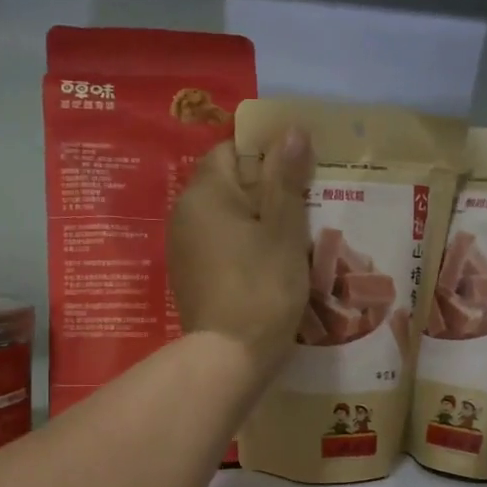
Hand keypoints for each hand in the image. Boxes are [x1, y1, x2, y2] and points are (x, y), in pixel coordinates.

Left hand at [168, 129, 312, 375]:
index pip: (232, 150)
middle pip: (228, 184)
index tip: (298, 177)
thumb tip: (291, 130)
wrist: (229, 357)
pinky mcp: (189, 276)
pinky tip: (267, 268)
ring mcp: (183, 247)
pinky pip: (218, 246)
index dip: (266, 156)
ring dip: (255, 223)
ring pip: (225, 218)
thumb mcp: (283, 229)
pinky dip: (241, 248)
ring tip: (290, 242)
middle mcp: (184, 213)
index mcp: (205, 193)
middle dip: (265, 192)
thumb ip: (286, 178)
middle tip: (303, 211)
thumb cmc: (262, 287)